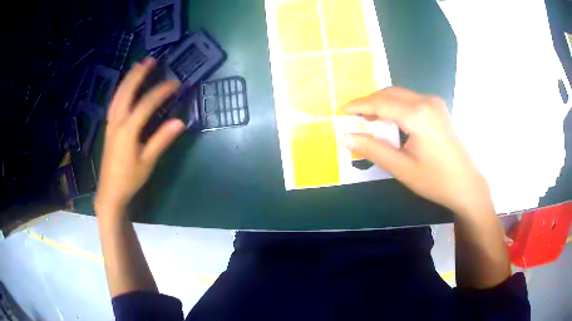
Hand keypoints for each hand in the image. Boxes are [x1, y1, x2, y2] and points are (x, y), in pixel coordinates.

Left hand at [94, 58, 184, 218]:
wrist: (110, 192)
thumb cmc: (129, 179)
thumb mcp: (147, 162)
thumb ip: (162, 140)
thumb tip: (179, 122)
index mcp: (128, 130)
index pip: (146, 104)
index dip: (161, 91)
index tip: (176, 83)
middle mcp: (117, 122)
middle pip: (127, 92)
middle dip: (138, 75)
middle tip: (151, 60)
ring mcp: (111, 124)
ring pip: (118, 95)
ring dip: (128, 79)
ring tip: (137, 66)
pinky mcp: (109, 128)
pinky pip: (114, 102)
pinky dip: (121, 90)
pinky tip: (125, 88)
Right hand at [342, 87, 492, 216]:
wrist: (466, 184)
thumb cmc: (435, 180)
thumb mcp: (401, 168)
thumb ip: (372, 149)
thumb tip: (345, 138)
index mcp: (418, 115)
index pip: (381, 103)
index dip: (358, 106)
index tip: (341, 112)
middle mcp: (426, 101)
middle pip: (390, 94)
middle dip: (369, 103)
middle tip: (354, 119)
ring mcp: (434, 103)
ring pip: (400, 95)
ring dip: (383, 105)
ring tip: (370, 122)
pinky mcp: (438, 108)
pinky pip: (410, 100)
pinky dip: (396, 107)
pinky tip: (391, 122)